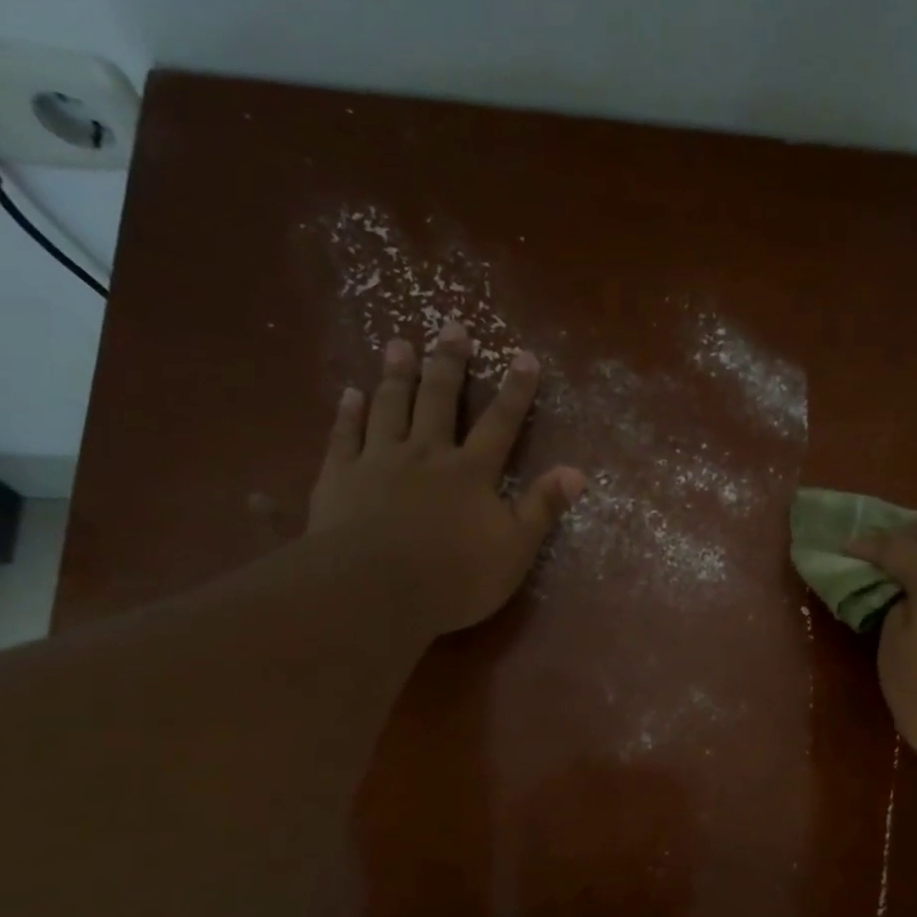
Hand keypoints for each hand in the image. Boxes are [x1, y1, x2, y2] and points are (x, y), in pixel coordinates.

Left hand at [307, 320, 584, 636]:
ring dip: (397, 375)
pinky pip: (344, 436)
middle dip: (449, 364)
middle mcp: (426, 454)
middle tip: (452, 327)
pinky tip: (351, 393)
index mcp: (471, 473)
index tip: (524, 356)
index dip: (515, 391)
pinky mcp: (339, 477)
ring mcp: (378, 461)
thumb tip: (577, 472)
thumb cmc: (455, 576)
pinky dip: (348, 413)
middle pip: (439, 400)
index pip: (500, 424)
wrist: (375, 590)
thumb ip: (543, 508)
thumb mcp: (515, 549)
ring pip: (390, 407)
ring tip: (400, 344)